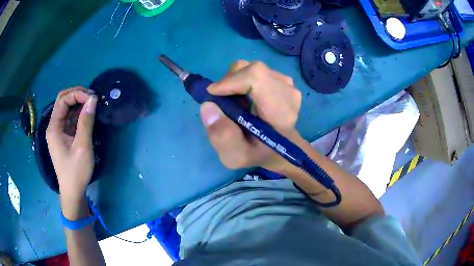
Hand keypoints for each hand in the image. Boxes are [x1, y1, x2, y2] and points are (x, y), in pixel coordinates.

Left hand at [46, 87, 97, 203]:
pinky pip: (70, 118)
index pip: (63, 99)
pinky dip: (79, 114)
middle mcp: (54, 126)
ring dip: (79, 103)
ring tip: (93, 105)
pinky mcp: (64, 136)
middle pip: (63, 101)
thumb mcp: (82, 146)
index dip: (77, 94)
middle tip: (93, 98)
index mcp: (54, 127)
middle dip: (77, 95)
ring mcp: (58, 131)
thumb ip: (86, 122)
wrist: (73, 191)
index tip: (92, 98)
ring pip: (67, 109)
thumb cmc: (76, 171)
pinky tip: (88, 115)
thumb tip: (93, 99)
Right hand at [200, 60, 301, 171]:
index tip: (213, 94)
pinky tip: (245, 98)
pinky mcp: (284, 81)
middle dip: (230, 82)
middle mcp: (288, 93)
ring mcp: (288, 85)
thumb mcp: (235, 156)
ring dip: (236, 81)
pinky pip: (257, 72)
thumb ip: (222, 136)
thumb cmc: (258, 154)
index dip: (231, 81)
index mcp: (280, 112)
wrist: (279, 149)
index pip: (257, 78)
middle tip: (222, 102)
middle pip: (252, 70)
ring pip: (252, 68)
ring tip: (234, 102)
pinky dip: (244, 80)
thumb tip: (208, 106)